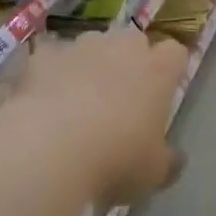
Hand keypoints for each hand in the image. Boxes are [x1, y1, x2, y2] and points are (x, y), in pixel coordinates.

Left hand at [19, 26, 188, 202]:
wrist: (49, 148)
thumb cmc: (115, 159)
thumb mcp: (153, 174)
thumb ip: (167, 160)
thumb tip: (175, 158)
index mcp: (157, 71)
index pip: (174, 53)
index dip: (169, 70)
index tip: (162, 93)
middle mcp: (121, 47)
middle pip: (132, 41)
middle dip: (128, 62)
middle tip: (120, 99)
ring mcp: (80, 46)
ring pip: (91, 45)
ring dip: (88, 65)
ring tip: (75, 102)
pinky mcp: (44, 55)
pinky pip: (50, 59)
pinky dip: (48, 74)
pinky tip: (41, 102)